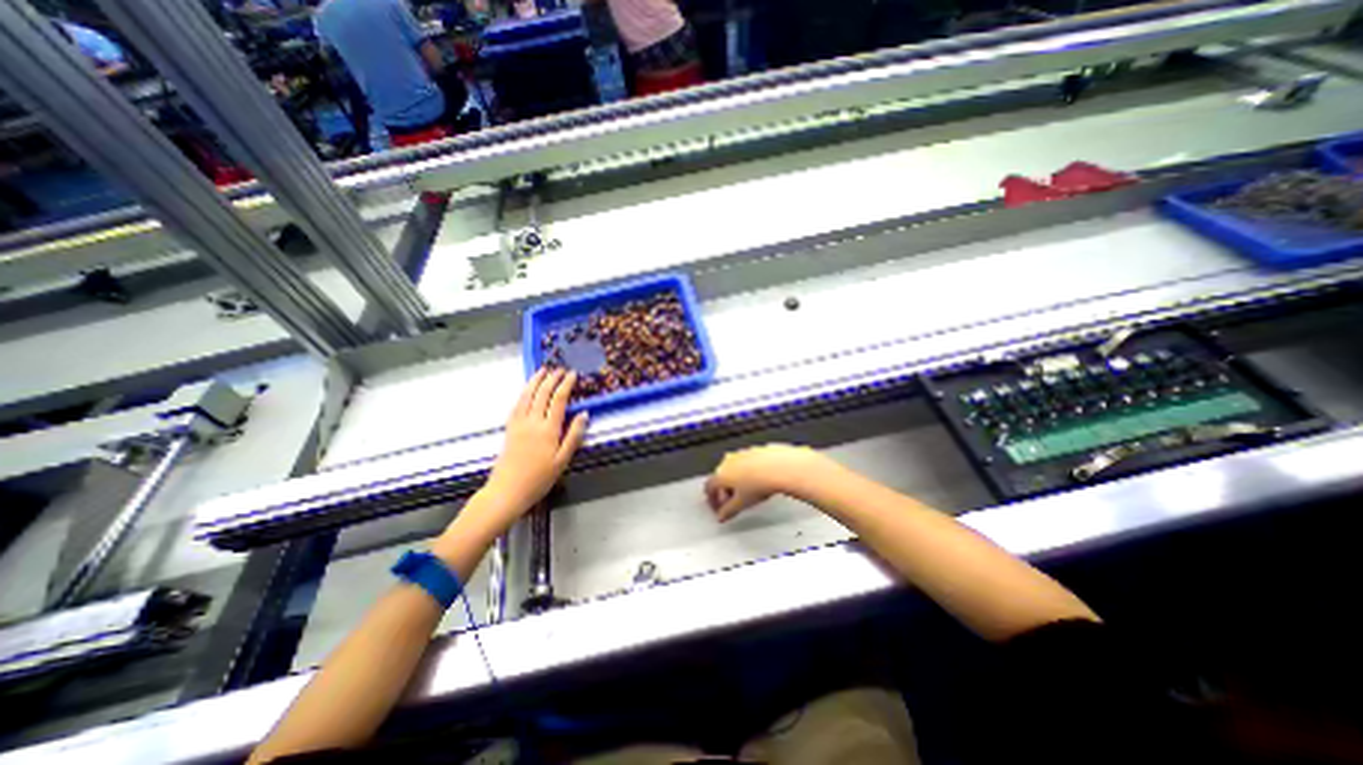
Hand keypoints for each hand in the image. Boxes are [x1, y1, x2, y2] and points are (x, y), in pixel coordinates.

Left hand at [480, 368, 587, 519]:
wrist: (507, 491)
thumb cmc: (539, 479)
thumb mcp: (563, 460)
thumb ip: (574, 436)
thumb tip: (584, 414)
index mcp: (549, 429)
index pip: (559, 400)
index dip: (566, 385)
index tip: (573, 374)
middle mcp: (533, 422)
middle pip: (542, 394)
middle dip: (552, 379)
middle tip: (560, 369)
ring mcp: (518, 424)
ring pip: (527, 396)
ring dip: (535, 381)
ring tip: (542, 370)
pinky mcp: (509, 429)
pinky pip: (516, 405)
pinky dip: (523, 393)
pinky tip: (527, 390)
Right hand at [708, 446, 824, 521]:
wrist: (780, 467)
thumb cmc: (760, 483)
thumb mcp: (741, 504)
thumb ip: (728, 511)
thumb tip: (723, 516)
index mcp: (721, 473)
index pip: (710, 487)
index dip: (712, 500)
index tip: (719, 509)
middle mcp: (729, 461)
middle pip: (721, 477)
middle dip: (725, 491)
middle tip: (732, 503)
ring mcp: (743, 454)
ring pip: (735, 469)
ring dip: (738, 481)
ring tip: (748, 493)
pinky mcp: (756, 451)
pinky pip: (749, 463)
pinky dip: (750, 472)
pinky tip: (760, 481)